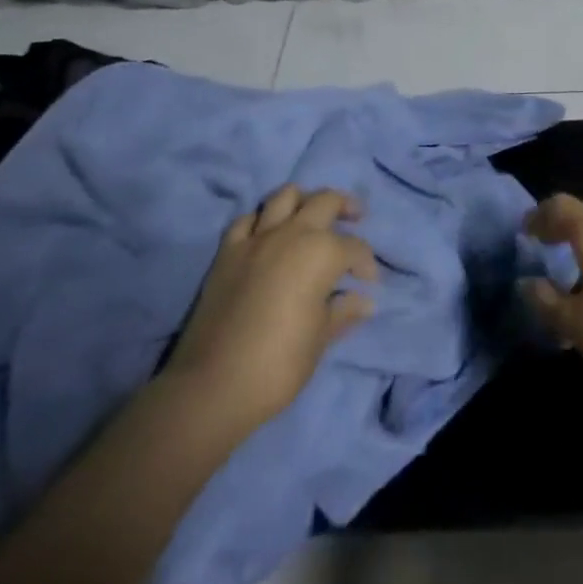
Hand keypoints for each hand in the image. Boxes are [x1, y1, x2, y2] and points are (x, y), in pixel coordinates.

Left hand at [162, 185, 377, 431]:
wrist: (213, 387)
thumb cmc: (278, 364)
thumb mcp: (320, 339)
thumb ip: (344, 311)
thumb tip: (366, 301)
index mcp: (322, 252)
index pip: (355, 248)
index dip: (367, 265)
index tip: (369, 284)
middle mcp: (292, 233)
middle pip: (325, 200)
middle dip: (345, 207)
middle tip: (356, 218)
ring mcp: (256, 239)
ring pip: (285, 196)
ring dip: (303, 200)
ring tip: (312, 215)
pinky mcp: (227, 252)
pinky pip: (247, 220)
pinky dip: (261, 221)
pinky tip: (267, 234)